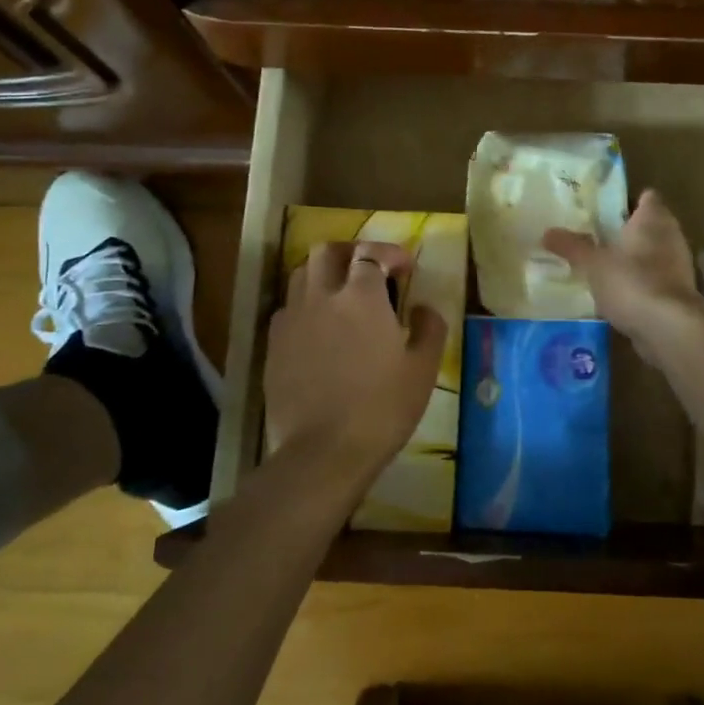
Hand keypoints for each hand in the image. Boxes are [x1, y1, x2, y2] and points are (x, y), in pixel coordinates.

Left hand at [264, 241, 446, 466]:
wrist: (323, 452)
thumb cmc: (382, 408)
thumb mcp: (423, 369)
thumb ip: (429, 328)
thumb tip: (423, 308)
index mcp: (361, 297)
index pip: (370, 254)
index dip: (389, 254)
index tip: (405, 268)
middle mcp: (321, 296)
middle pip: (327, 252)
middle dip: (350, 252)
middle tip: (370, 270)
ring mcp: (292, 319)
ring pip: (301, 275)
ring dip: (324, 274)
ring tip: (342, 295)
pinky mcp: (273, 345)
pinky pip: (288, 308)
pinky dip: (306, 305)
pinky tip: (320, 329)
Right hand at [544, 189, 700, 345]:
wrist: (669, 328)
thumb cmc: (631, 282)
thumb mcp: (593, 264)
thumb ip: (571, 247)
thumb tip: (547, 232)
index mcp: (653, 219)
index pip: (646, 198)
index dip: (628, 200)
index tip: (605, 208)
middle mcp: (671, 237)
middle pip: (651, 226)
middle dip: (628, 231)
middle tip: (597, 236)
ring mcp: (678, 266)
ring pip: (654, 254)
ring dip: (635, 259)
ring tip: (605, 266)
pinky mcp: (678, 294)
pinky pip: (656, 280)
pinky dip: (641, 284)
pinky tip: (619, 294)